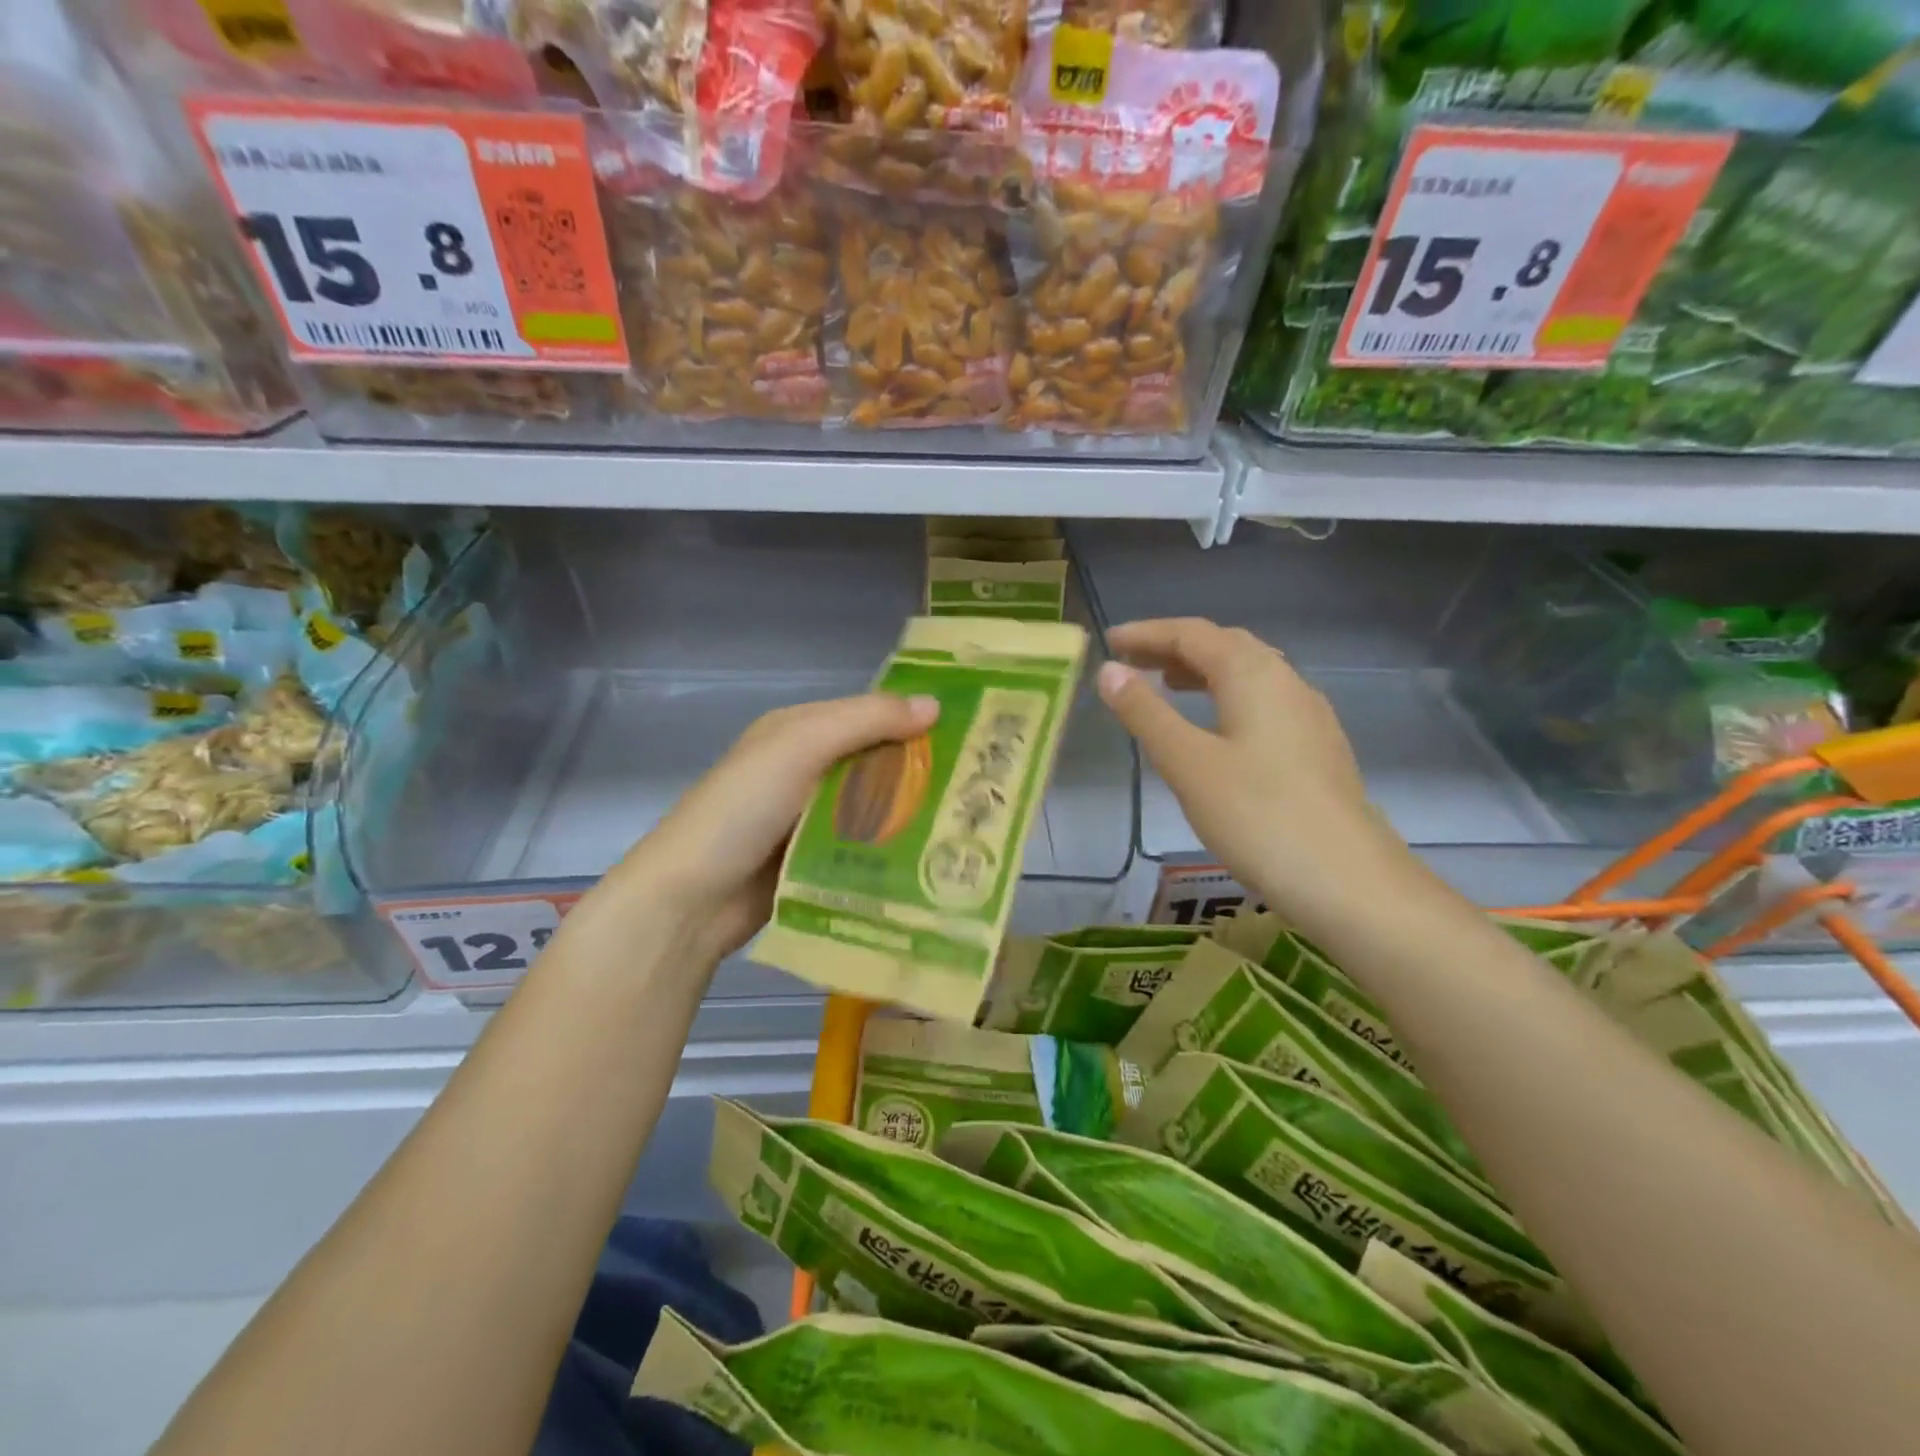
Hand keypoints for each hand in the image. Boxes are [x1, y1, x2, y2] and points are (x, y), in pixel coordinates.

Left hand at [600, 693, 939, 960]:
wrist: (689, 899)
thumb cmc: (742, 808)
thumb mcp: (801, 746)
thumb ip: (865, 721)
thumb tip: (934, 705)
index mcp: (799, 730)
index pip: (869, 713)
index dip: (914, 718)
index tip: (972, 732)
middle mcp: (806, 769)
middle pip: (876, 762)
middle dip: (923, 771)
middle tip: (984, 785)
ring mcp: (810, 819)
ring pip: (874, 807)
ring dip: (912, 814)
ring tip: (972, 824)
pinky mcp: (815, 862)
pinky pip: (863, 847)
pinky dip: (891, 849)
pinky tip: (933, 859)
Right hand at [1097, 617, 1411, 927]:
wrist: (1348, 881)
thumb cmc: (1257, 816)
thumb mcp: (1188, 763)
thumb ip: (1146, 713)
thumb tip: (1109, 670)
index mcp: (1253, 675)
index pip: (1193, 634)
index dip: (1147, 634)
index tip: (1108, 642)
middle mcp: (1286, 682)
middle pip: (1224, 645)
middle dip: (1174, 648)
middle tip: (1130, 663)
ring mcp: (1308, 714)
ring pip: (1248, 673)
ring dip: (1202, 671)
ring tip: (1165, 686)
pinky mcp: (1317, 747)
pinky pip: (1263, 700)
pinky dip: (1226, 696)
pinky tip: (1214, 728)